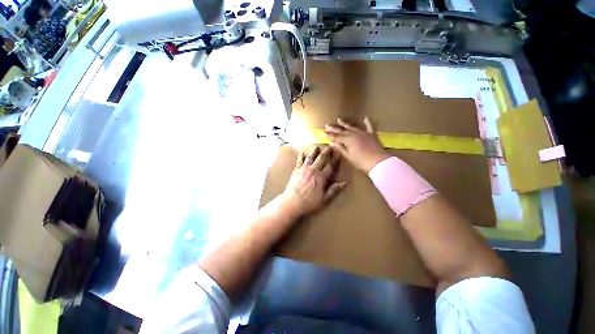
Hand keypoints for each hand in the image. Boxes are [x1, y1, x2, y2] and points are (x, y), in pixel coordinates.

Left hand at [281, 146, 344, 216]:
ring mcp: (304, 169)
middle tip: (329, 147)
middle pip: (321, 159)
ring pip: (310, 157)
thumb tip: (344, 183)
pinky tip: (302, 153)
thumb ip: (334, 190)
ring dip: (314, 151)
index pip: (330, 166)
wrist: (292, 202)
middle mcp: (313, 170)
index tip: (338, 155)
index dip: (335, 160)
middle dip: (326, 152)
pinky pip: (299, 161)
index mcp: (321, 177)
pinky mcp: (296, 170)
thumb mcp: (324, 199)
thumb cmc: (309, 202)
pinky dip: (301, 156)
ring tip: (316, 146)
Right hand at [324, 118, 388, 172]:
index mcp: (348, 140)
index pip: (336, 136)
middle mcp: (354, 134)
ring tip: (338, 119)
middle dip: (334, 128)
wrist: (378, 162)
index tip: (323, 132)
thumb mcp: (348, 156)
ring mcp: (363, 133)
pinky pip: (369, 127)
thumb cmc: (361, 161)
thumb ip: (340, 148)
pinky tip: (365, 118)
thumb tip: (332, 143)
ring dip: (345, 124)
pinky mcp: (371, 134)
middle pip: (342, 130)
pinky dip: (367, 122)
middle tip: (327, 125)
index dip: (329, 135)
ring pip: (352, 127)